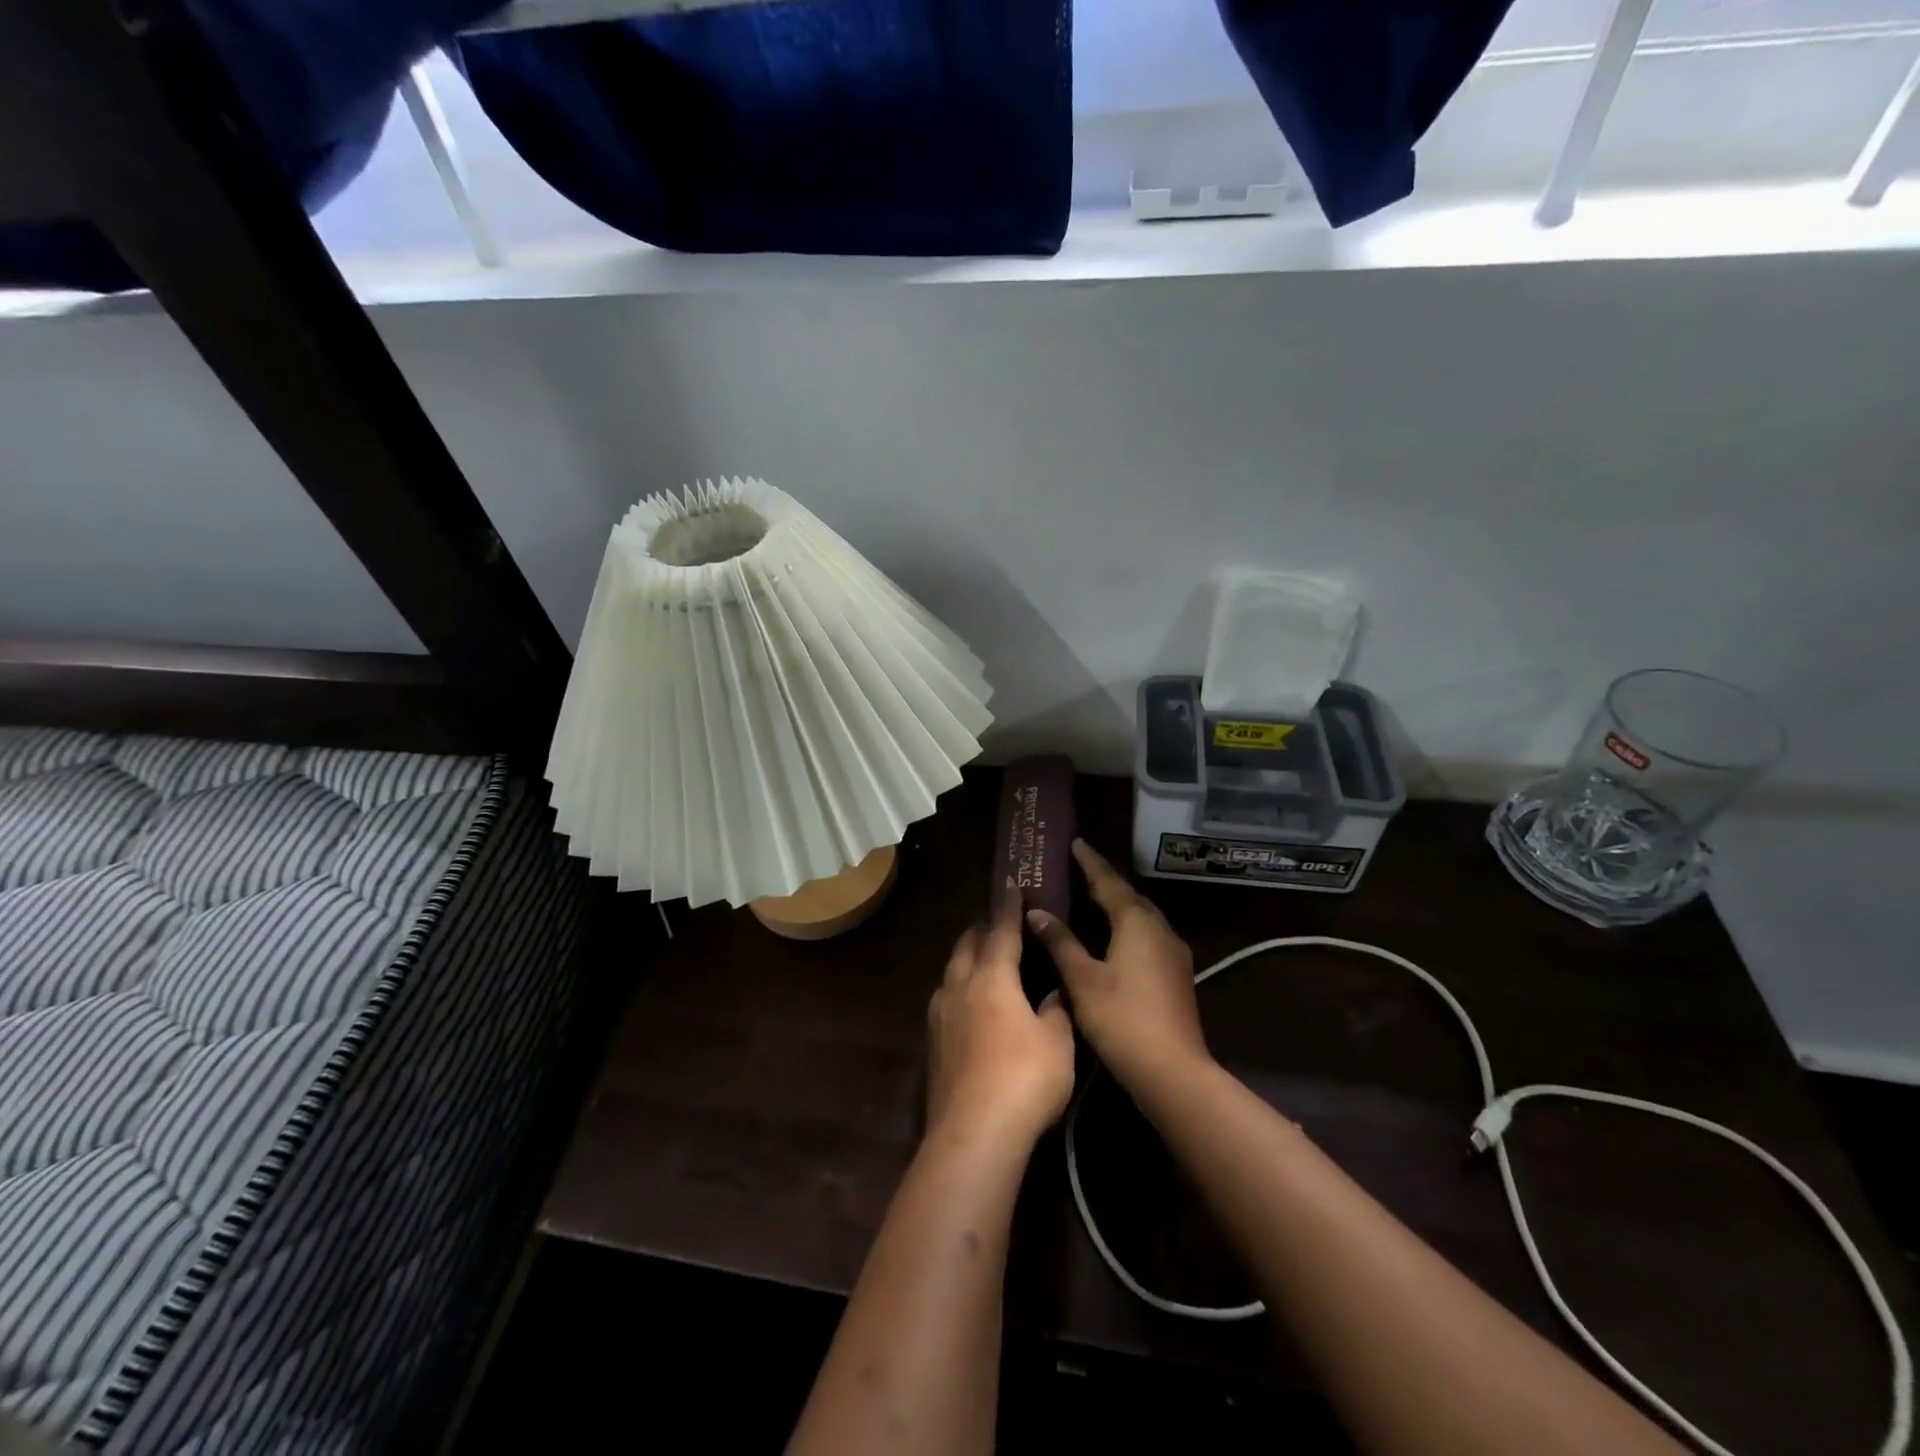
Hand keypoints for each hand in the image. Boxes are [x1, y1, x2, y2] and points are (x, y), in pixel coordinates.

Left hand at [926, 901, 1074, 1149]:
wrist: (973, 1134)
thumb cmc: (1025, 1079)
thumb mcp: (1057, 1042)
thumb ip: (1055, 1010)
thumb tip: (1052, 992)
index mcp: (992, 977)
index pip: (1001, 931)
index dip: (1008, 908)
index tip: (1011, 886)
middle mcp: (959, 987)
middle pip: (967, 945)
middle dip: (982, 929)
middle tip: (999, 924)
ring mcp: (940, 1015)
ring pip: (951, 971)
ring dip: (967, 958)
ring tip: (983, 959)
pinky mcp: (932, 1044)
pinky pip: (945, 998)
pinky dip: (959, 987)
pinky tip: (970, 1003)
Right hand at [1026, 839, 1210, 1094]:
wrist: (1174, 1072)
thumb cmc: (1122, 1020)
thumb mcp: (1082, 980)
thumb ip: (1060, 942)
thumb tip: (1036, 912)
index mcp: (1137, 922)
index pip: (1109, 881)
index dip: (1090, 862)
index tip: (1075, 843)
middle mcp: (1160, 929)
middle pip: (1129, 896)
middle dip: (1105, 881)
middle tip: (1079, 869)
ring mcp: (1173, 952)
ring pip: (1142, 916)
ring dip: (1118, 904)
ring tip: (1092, 898)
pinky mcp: (1177, 974)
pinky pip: (1148, 935)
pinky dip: (1127, 926)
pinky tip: (1113, 937)